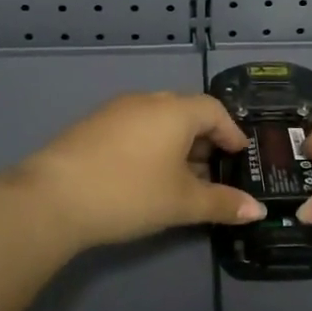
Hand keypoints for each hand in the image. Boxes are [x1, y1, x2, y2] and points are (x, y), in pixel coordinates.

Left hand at [16, 92, 265, 251]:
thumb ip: (222, 203)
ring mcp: (116, 110)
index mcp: (175, 110)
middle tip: (212, 171)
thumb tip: (258, 210)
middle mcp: (148, 100)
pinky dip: (150, 145)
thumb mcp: (182, 203)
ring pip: (158, 120)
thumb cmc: (130, 193)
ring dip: (176, 144)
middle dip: (204, 140)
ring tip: (180, 178)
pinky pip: (135, 127)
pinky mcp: (92, 125)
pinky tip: (144, 176)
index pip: (215, 110)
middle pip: (186, 112)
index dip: (231, 132)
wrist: (53, 198)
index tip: (239, 156)